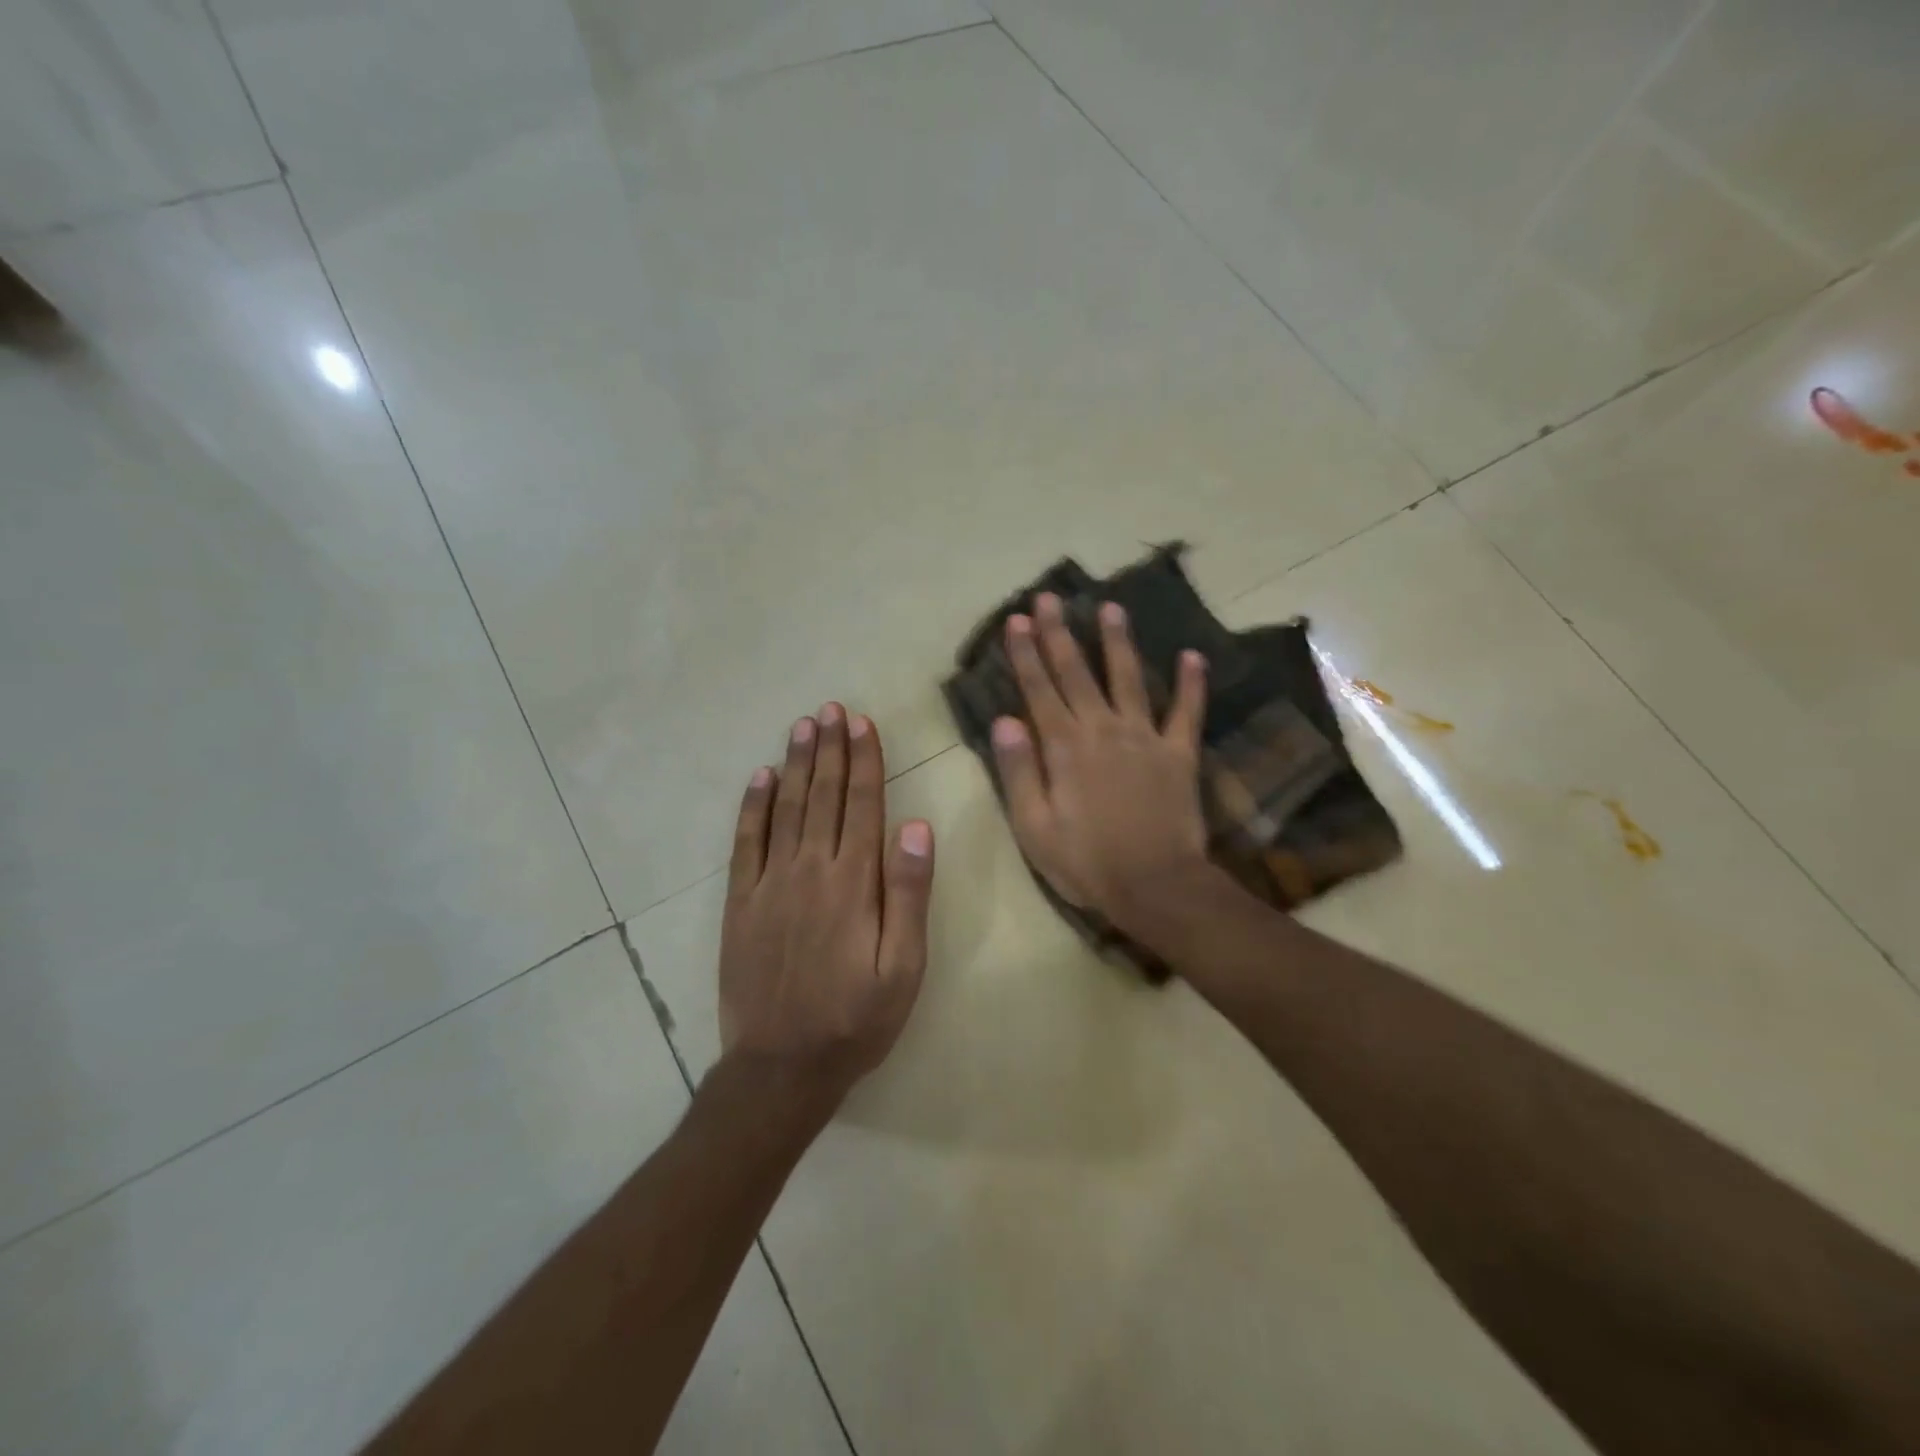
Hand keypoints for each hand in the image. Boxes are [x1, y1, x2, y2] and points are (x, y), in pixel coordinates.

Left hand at [717, 703, 934, 1114]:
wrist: (781, 1066)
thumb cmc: (856, 1019)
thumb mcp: (904, 967)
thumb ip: (910, 895)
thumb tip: (917, 827)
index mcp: (854, 883)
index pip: (862, 805)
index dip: (864, 760)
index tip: (863, 723)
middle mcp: (810, 870)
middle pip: (822, 796)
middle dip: (830, 749)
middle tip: (831, 709)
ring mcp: (770, 883)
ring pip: (785, 808)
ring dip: (795, 764)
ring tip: (803, 726)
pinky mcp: (740, 902)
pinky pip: (745, 842)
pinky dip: (752, 806)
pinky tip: (759, 777)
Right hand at [991, 592, 1213, 938]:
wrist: (1155, 886)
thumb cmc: (1085, 862)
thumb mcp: (1034, 826)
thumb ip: (1019, 770)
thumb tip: (1004, 720)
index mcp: (1064, 748)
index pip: (1039, 690)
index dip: (1026, 654)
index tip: (1017, 620)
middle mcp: (1103, 730)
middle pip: (1077, 673)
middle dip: (1060, 634)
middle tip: (1050, 597)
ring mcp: (1145, 738)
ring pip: (1129, 679)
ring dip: (1118, 642)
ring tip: (1111, 608)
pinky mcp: (1179, 754)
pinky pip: (1187, 712)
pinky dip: (1192, 684)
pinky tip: (1193, 655)